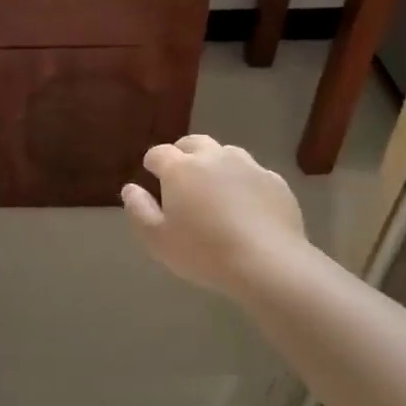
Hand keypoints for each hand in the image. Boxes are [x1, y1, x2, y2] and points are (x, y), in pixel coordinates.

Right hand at [121, 135, 310, 298]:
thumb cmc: (204, 252)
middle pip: (193, 143)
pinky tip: (246, 206)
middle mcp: (214, 157)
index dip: (152, 163)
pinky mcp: (275, 181)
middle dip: (183, 154)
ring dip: (215, 164)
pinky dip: (244, 182)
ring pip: (226, 153)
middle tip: (181, 178)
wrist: (267, 263)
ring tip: (215, 190)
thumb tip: (130, 188)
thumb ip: (139, 210)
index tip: (152, 178)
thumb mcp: (158, 240)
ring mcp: (248, 166)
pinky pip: (253, 173)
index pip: (159, 153)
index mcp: (181, 168)